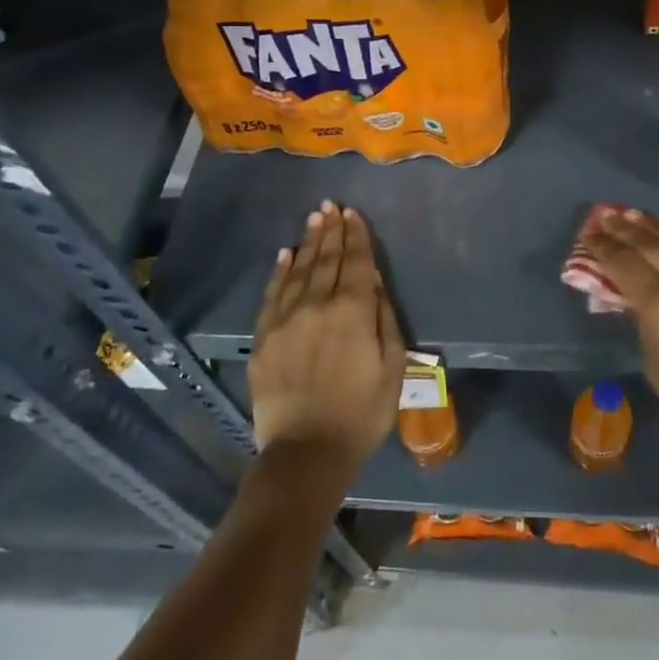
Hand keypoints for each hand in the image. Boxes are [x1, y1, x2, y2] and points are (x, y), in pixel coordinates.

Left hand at [248, 201, 403, 478]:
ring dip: (308, 243)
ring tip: (314, 219)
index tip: (353, 214)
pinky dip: (280, 272)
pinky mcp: (264, 338)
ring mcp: (287, 320)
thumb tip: (375, 283)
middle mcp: (318, 305)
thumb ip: (384, 319)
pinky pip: (272, 295)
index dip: (356, 236)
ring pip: (299, 271)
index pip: (357, 263)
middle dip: (331, 231)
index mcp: (354, 311)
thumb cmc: (362, 412)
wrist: (306, 453)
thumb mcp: (393, 367)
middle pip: (326, 260)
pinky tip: (285, 255)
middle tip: (331, 206)